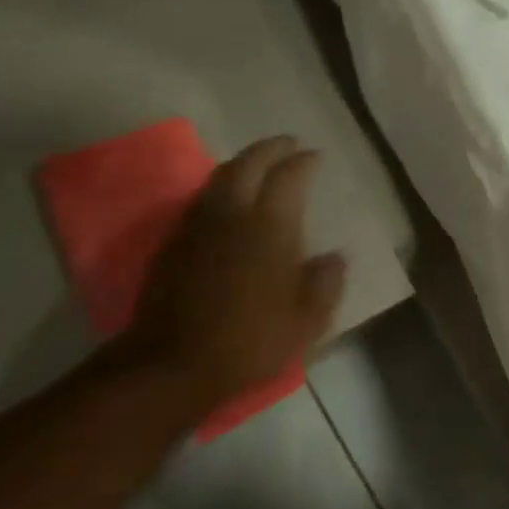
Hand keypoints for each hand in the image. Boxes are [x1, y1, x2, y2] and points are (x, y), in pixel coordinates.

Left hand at [125, 136, 345, 415]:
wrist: (173, 364)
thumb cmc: (251, 341)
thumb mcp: (307, 321)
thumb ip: (325, 283)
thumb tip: (334, 258)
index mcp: (270, 228)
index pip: (288, 178)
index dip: (303, 162)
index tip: (314, 156)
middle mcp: (232, 215)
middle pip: (248, 164)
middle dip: (269, 149)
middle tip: (287, 144)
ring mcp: (198, 227)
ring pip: (219, 178)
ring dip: (241, 163)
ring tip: (258, 165)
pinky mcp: (174, 244)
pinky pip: (201, 200)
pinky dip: (220, 188)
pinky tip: (227, 201)